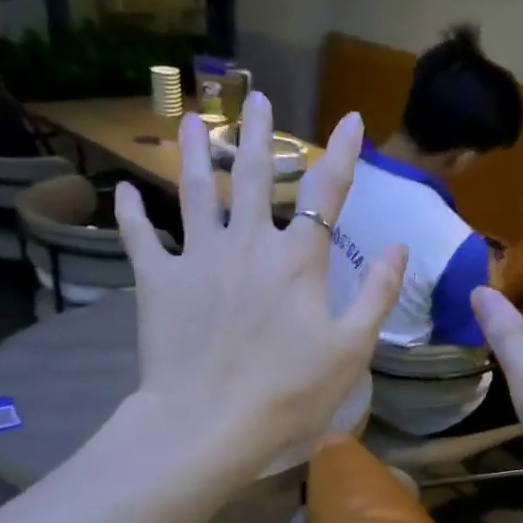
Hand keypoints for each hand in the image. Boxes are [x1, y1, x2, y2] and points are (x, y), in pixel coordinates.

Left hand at [108, 93, 405, 474]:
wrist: (209, 424)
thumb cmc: (288, 393)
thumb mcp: (351, 350)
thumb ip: (376, 295)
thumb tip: (398, 247)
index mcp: (297, 260)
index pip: (327, 193)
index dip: (341, 154)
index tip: (349, 120)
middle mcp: (247, 244)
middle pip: (253, 175)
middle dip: (258, 134)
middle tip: (257, 98)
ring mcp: (198, 258)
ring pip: (195, 191)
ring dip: (194, 152)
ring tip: (192, 120)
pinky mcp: (158, 282)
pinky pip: (140, 238)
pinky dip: (132, 214)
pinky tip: (124, 191)